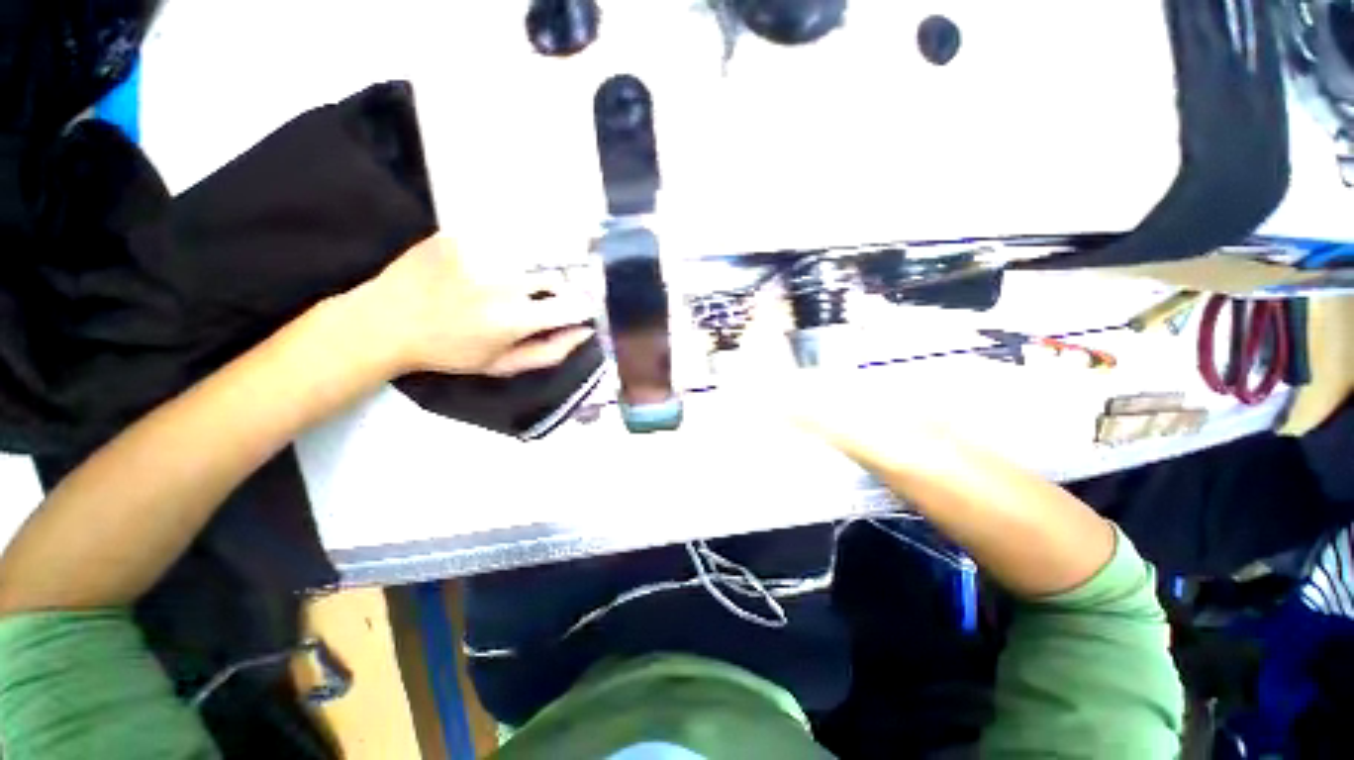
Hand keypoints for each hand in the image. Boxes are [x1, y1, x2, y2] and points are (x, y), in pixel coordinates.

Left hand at [356, 235, 595, 376]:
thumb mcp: (503, 365)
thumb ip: (550, 352)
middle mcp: (502, 282)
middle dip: (563, 285)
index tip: (580, 308)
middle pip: (558, 273)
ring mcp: (480, 253)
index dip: (584, 306)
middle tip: (550, 293)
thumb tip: (585, 331)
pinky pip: (505, 235)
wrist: (386, 321)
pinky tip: (494, 273)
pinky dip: (514, 245)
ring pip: (535, 250)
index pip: (573, 305)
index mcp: (514, 319)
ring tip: (524, 276)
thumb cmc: (450, 351)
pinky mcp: (461, 233)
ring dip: (541, 263)